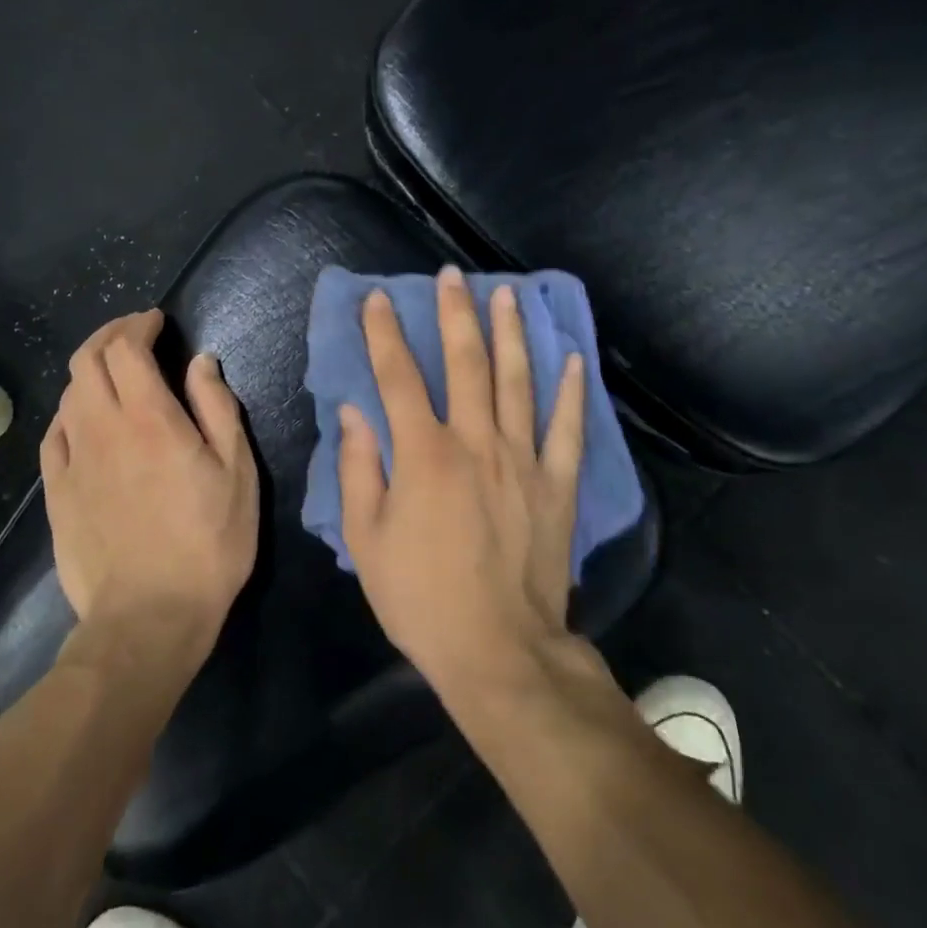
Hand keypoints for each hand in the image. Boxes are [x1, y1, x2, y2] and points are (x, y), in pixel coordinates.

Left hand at [41, 310, 258, 657]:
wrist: (148, 619)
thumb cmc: (208, 544)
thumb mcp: (236, 472)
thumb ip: (217, 407)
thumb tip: (200, 361)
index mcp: (149, 418)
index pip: (126, 349)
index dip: (138, 325)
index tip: (155, 321)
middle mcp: (102, 428)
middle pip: (87, 360)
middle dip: (109, 335)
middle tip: (134, 333)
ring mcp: (73, 460)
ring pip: (69, 393)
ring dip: (90, 369)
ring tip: (115, 372)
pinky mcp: (56, 492)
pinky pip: (55, 433)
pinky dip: (71, 410)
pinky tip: (85, 418)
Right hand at [339, 266, 586, 697]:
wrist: (498, 651)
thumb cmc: (420, 598)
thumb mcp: (366, 540)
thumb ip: (357, 469)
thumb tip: (353, 413)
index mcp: (423, 455)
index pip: (398, 377)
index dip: (384, 333)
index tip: (377, 299)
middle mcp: (475, 443)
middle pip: (464, 363)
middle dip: (454, 314)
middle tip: (452, 275)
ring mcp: (522, 460)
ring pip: (518, 381)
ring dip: (510, 333)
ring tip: (507, 294)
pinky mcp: (557, 484)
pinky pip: (568, 428)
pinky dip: (572, 391)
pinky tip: (573, 358)